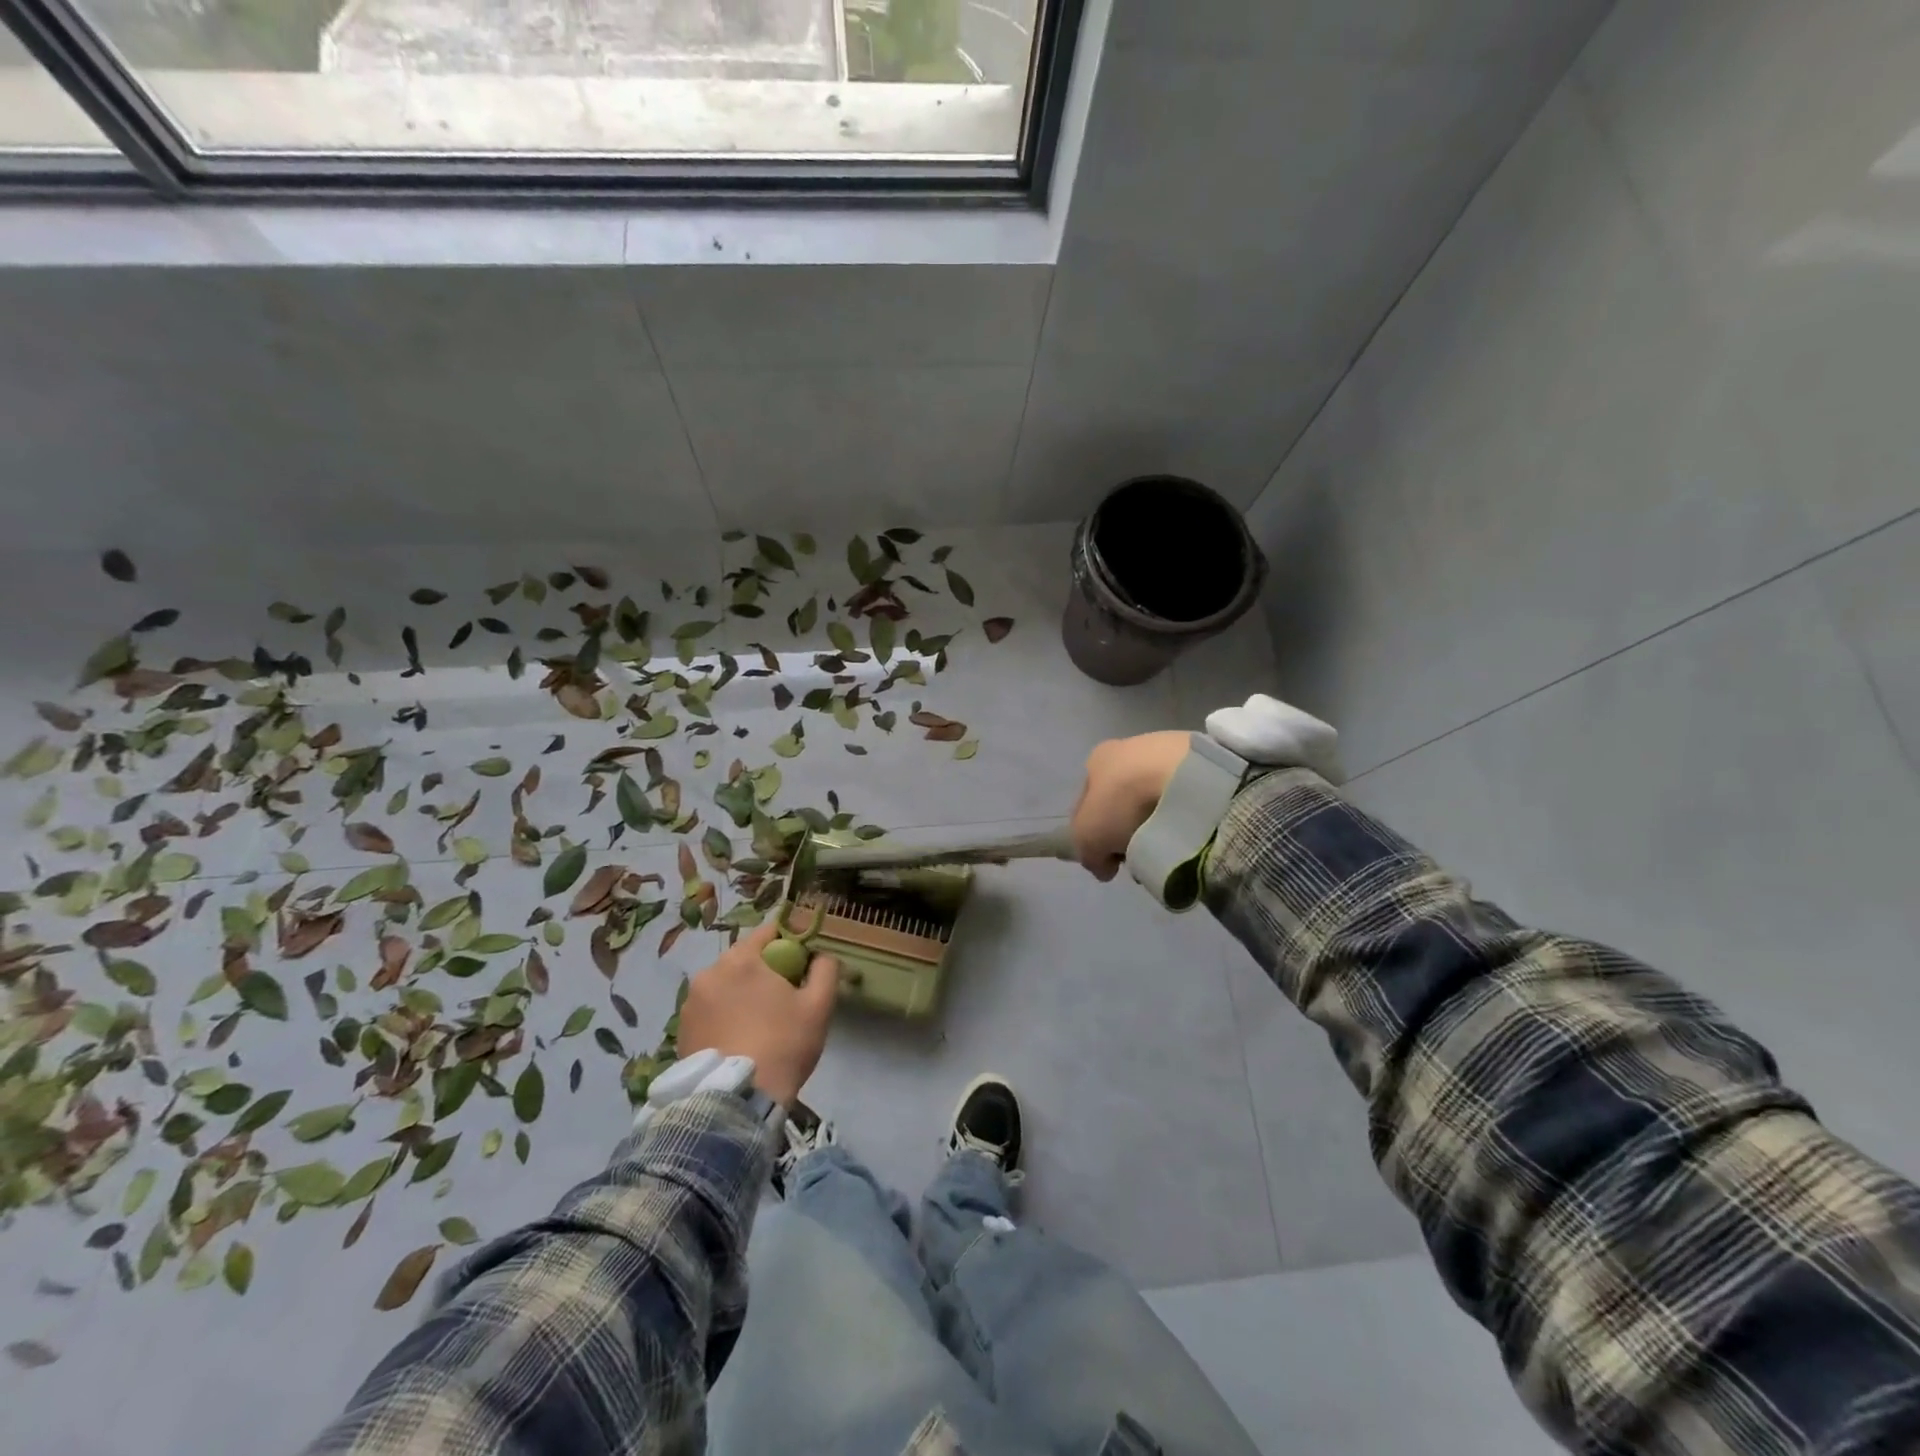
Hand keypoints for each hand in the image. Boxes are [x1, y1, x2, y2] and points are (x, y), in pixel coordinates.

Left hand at [676, 921, 839, 1106]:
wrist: (738, 1100)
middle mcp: (710, 972)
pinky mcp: (681, 1030)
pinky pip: (710, 1010)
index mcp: (742, 959)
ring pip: (725, 985)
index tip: (801, 965)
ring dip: (740, 994)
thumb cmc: (783, 1044)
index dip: (789, 943)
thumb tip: (823, 955)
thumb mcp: (819, 1005)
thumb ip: (825, 969)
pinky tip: (738, 1039)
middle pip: (744, 959)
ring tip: (758, 1024)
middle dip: (763, 971)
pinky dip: (723, 1016)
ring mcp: (691, 1002)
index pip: (768, 932)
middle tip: (783, 999)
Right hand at [1069, 731, 1190, 880]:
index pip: (1087, 802)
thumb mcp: (1087, 837)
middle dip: (1127, 828)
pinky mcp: (1200, 758)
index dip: (1092, 834)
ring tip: (1167, 844)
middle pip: (1122, 800)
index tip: (1109, 860)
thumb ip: (1088, 853)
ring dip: (1156, 821)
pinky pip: (1183, 794)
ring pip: (1154, 797)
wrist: (1182, 777)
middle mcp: (1129, 748)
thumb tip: (1104, 867)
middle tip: (1138, 854)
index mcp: (1097, 759)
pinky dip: (1182, 812)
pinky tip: (1187, 828)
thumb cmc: (1123, 801)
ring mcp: (1167, 750)